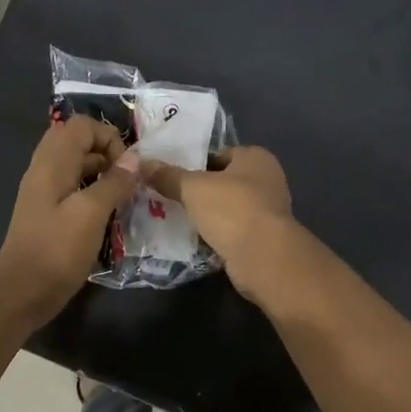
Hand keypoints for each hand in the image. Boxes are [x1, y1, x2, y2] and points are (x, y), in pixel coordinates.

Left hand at [0, 116, 139, 329]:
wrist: (22, 294)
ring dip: (101, 173)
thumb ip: (114, 183)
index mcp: (51, 165)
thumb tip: (135, 158)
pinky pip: (72, 188)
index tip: (128, 167)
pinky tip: (107, 214)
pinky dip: (92, 191)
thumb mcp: (91, 214)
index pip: (81, 125)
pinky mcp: (47, 213)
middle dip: (106, 153)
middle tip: (126, 179)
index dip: (109, 137)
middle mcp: (44, 171)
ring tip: (123, 196)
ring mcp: (43, 193)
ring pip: (75, 166)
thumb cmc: (57, 252)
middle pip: (76, 141)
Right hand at [146, 146, 294, 301]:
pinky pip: (232, 231)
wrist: (262, 257)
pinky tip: (195, 240)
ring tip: (176, 219)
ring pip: (228, 208)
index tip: (171, 175)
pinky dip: (217, 235)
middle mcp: (267, 180)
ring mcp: (267, 211)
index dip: (195, 163)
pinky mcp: (263, 239)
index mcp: (256, 158)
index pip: (220, 153)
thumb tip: (143, 164)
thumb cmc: (232, 209)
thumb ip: (169, 176)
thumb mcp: (193, 188)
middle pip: (224, 182)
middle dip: (199, 191)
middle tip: (169, 197)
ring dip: (208, 215)